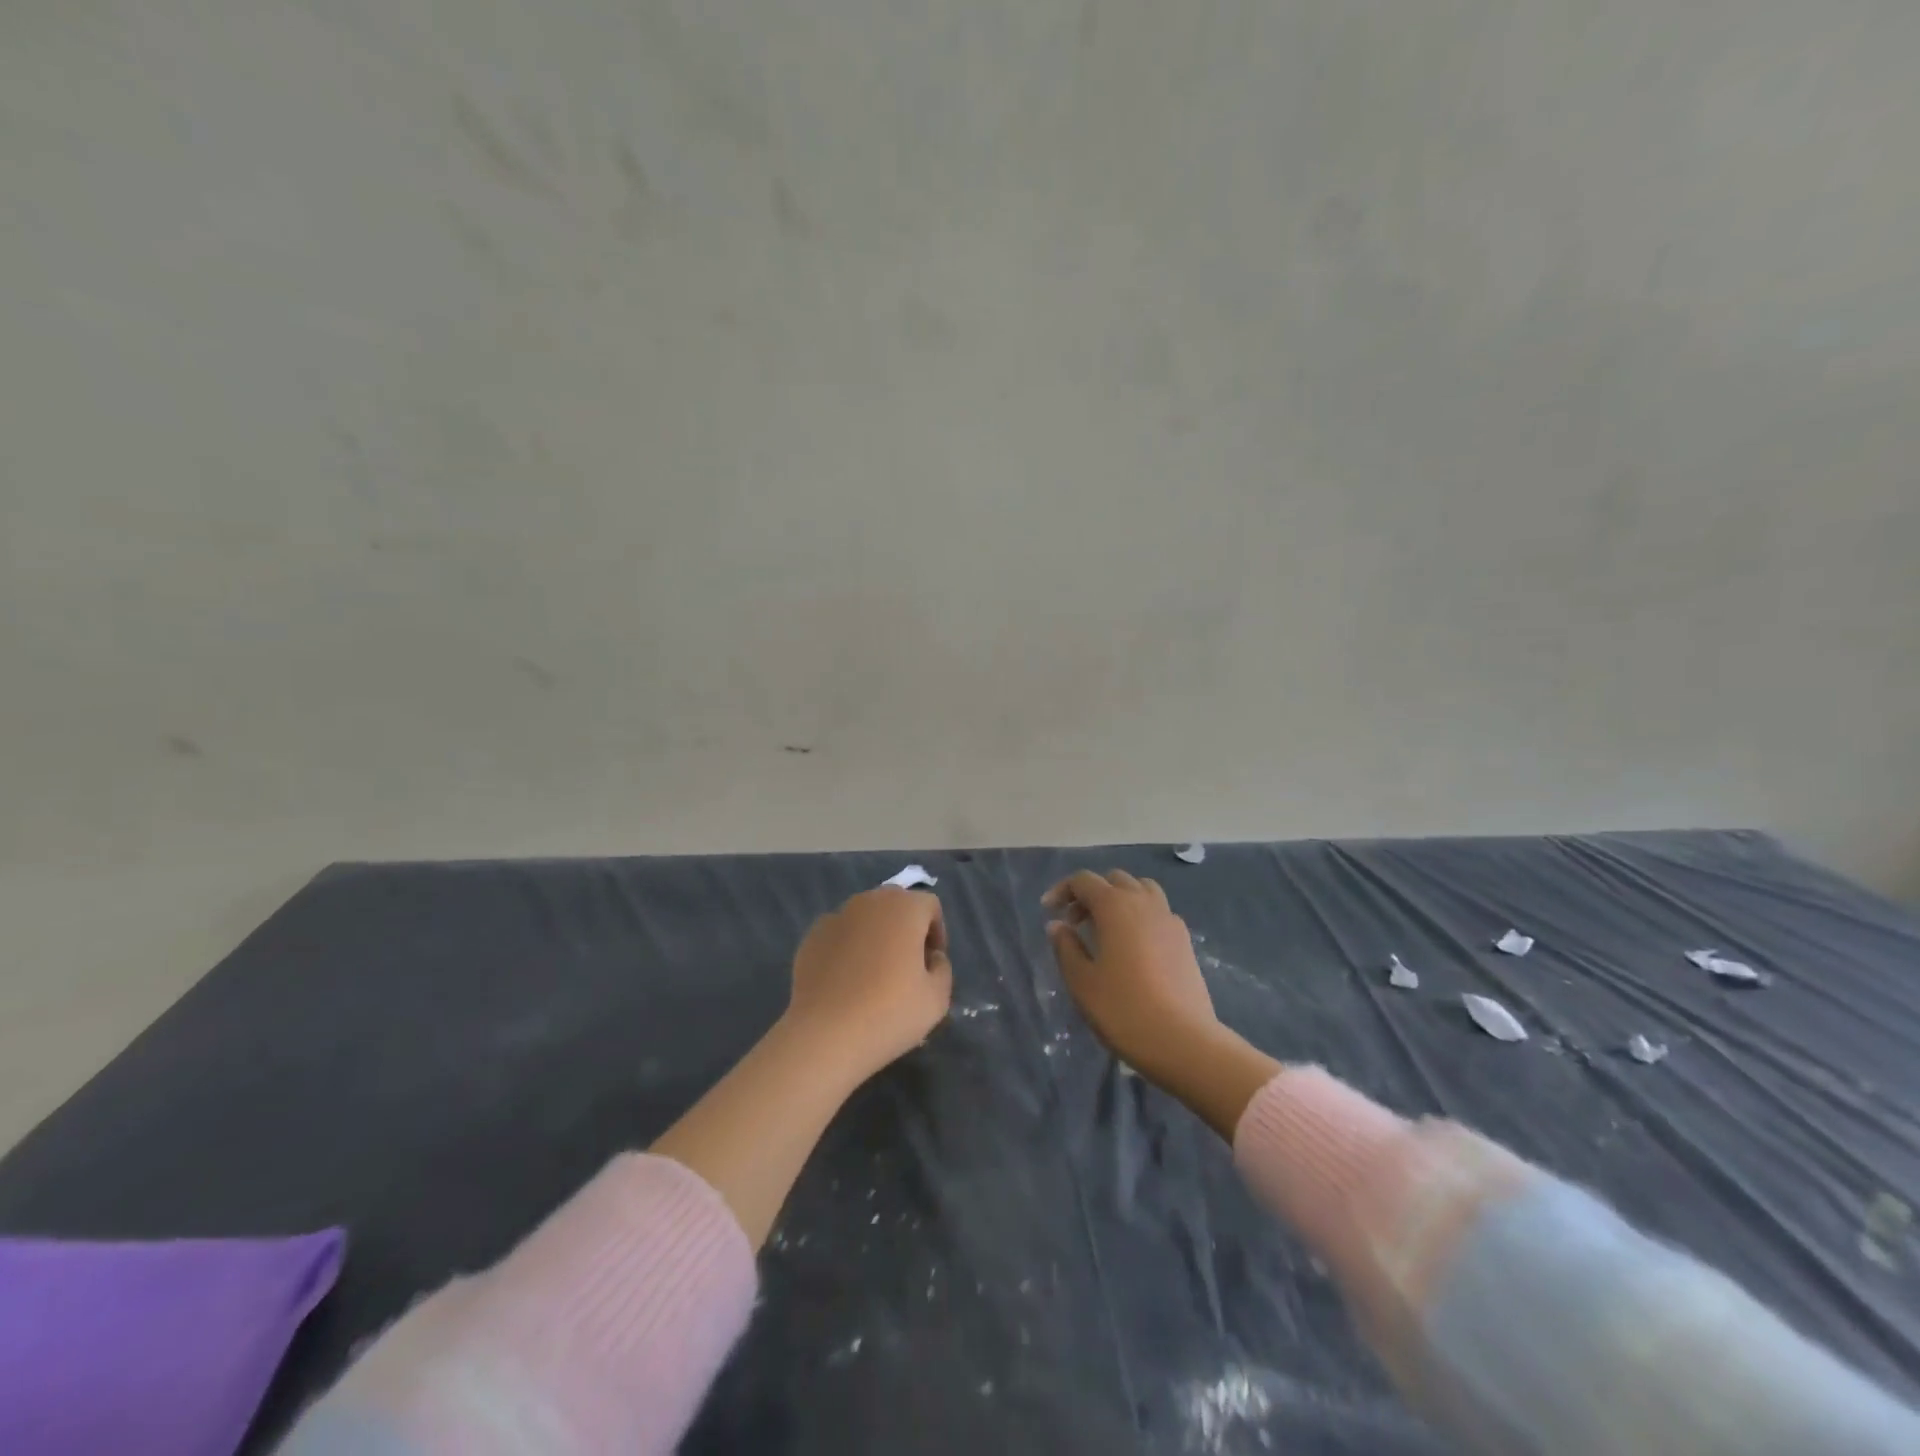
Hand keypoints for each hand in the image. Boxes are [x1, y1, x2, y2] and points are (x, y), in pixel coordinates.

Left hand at [785, 887, 953, 1081]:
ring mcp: (836, 916)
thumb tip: (931, 957)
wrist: (824, 1034)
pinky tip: (846, 980)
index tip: (932, 962)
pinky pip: (840, 933)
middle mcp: (870, 902)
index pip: (929, 905)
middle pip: (896, 904)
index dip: (937, 931)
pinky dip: (848, 947)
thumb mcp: (936, 999)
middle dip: (906, 927)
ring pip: (866, 916)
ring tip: (874, 973)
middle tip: (907, 964)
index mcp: (904, 908)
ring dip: (876, 934)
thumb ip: (942, 968)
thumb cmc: (889, 1013)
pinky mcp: (811, 936)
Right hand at [1044, 870, 1219, 1078]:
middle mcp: (1144, 903)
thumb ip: (1066, 947)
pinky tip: (1133, 948)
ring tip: (1105, 929)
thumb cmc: (1123, 1009)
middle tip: (1075, 923)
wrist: (1183, 1041)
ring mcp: (1169, 920)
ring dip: (1119, 900)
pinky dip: (1140, 916)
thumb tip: (1057, 925)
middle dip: (1091, 894)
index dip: (1062, 890)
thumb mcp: (1082, 981)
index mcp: (1115, 906)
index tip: (1048, 911)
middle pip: (1114, 880)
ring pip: (1141, 890)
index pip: (1084, 881)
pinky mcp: (1184, 941)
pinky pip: (1158, 912)